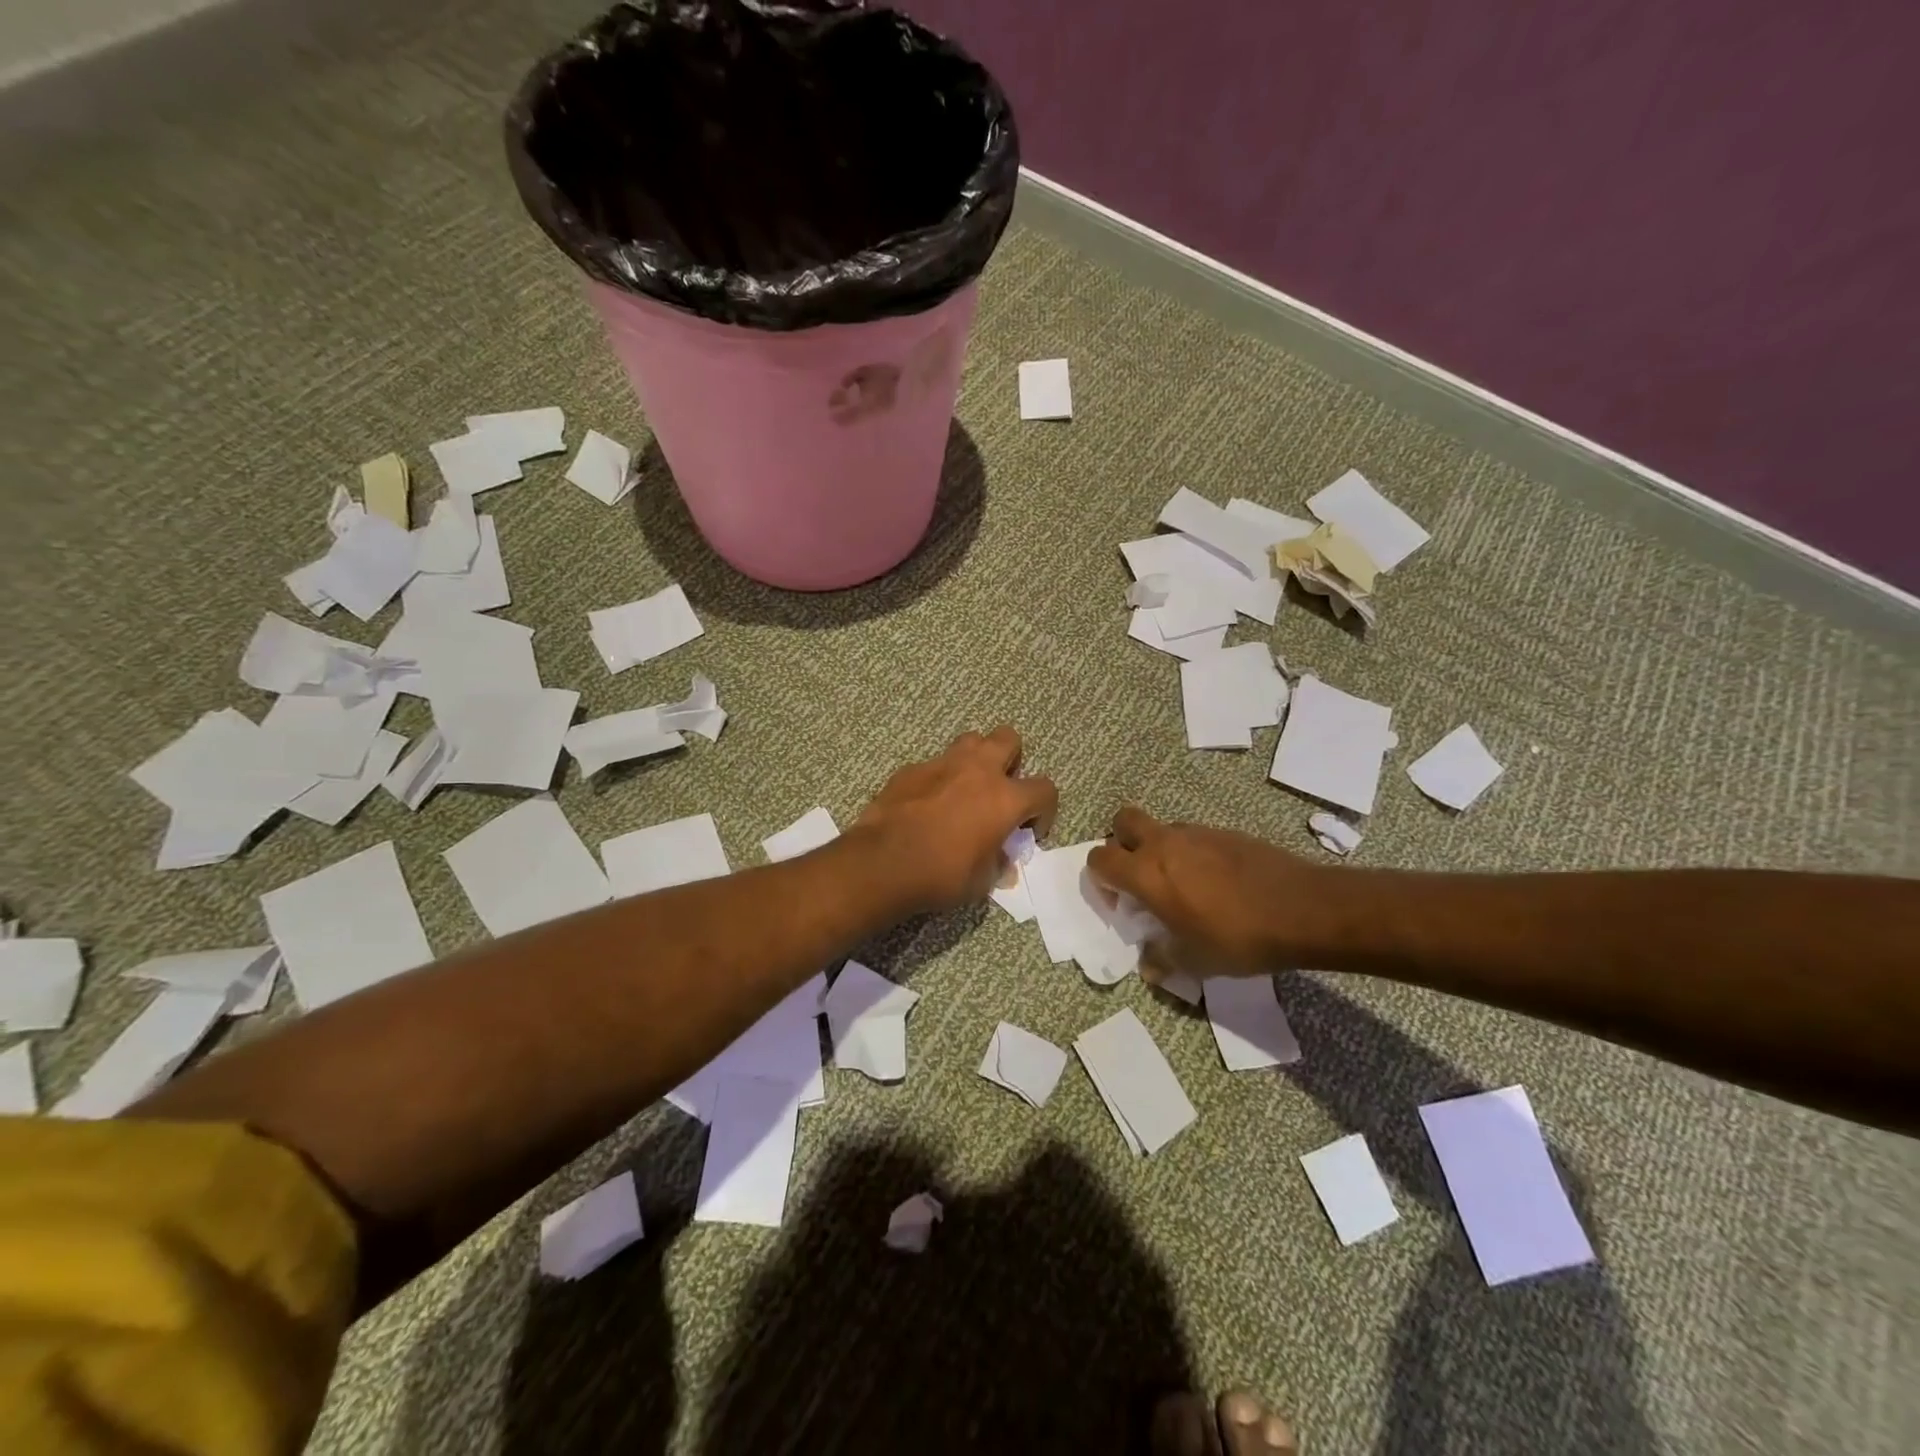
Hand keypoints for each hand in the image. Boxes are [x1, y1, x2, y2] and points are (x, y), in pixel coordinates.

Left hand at [852, 727, 1058, 915]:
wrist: (882, 864)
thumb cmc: (941, 875)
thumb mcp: (982, 881)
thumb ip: (998, 861)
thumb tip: (1001, 857)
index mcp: (1005, 798)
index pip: (1045, 789)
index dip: (1044, 810)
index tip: (1031, 830)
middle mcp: (978, 770)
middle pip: (1008, 738)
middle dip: (1012, 760)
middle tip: (1000, 791)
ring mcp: (942, 763)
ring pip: (971, 740)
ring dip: (976, 759)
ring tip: (967, 789)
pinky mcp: (911, 768)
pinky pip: (935, 763)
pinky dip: (939, 778)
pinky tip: (928, 803)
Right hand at [1087, 806, 1326, 976]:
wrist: (1303, 909)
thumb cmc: (1238, 938)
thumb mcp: (1195, 961)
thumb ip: (1163, 959)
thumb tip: (1149, 966)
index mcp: (1147, 873)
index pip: (1099, 859)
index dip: (1100, 878)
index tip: (1119, 901)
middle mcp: (1164, 844)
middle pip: (1123, 822)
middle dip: (1122, 843)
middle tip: (1139, 876)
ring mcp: (1196, 833)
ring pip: (1161, 828)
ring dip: (1159, 848)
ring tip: (1183, 884)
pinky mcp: (1225, 832)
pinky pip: (1193, 836)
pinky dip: (1191, 852)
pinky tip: (1216, 882)